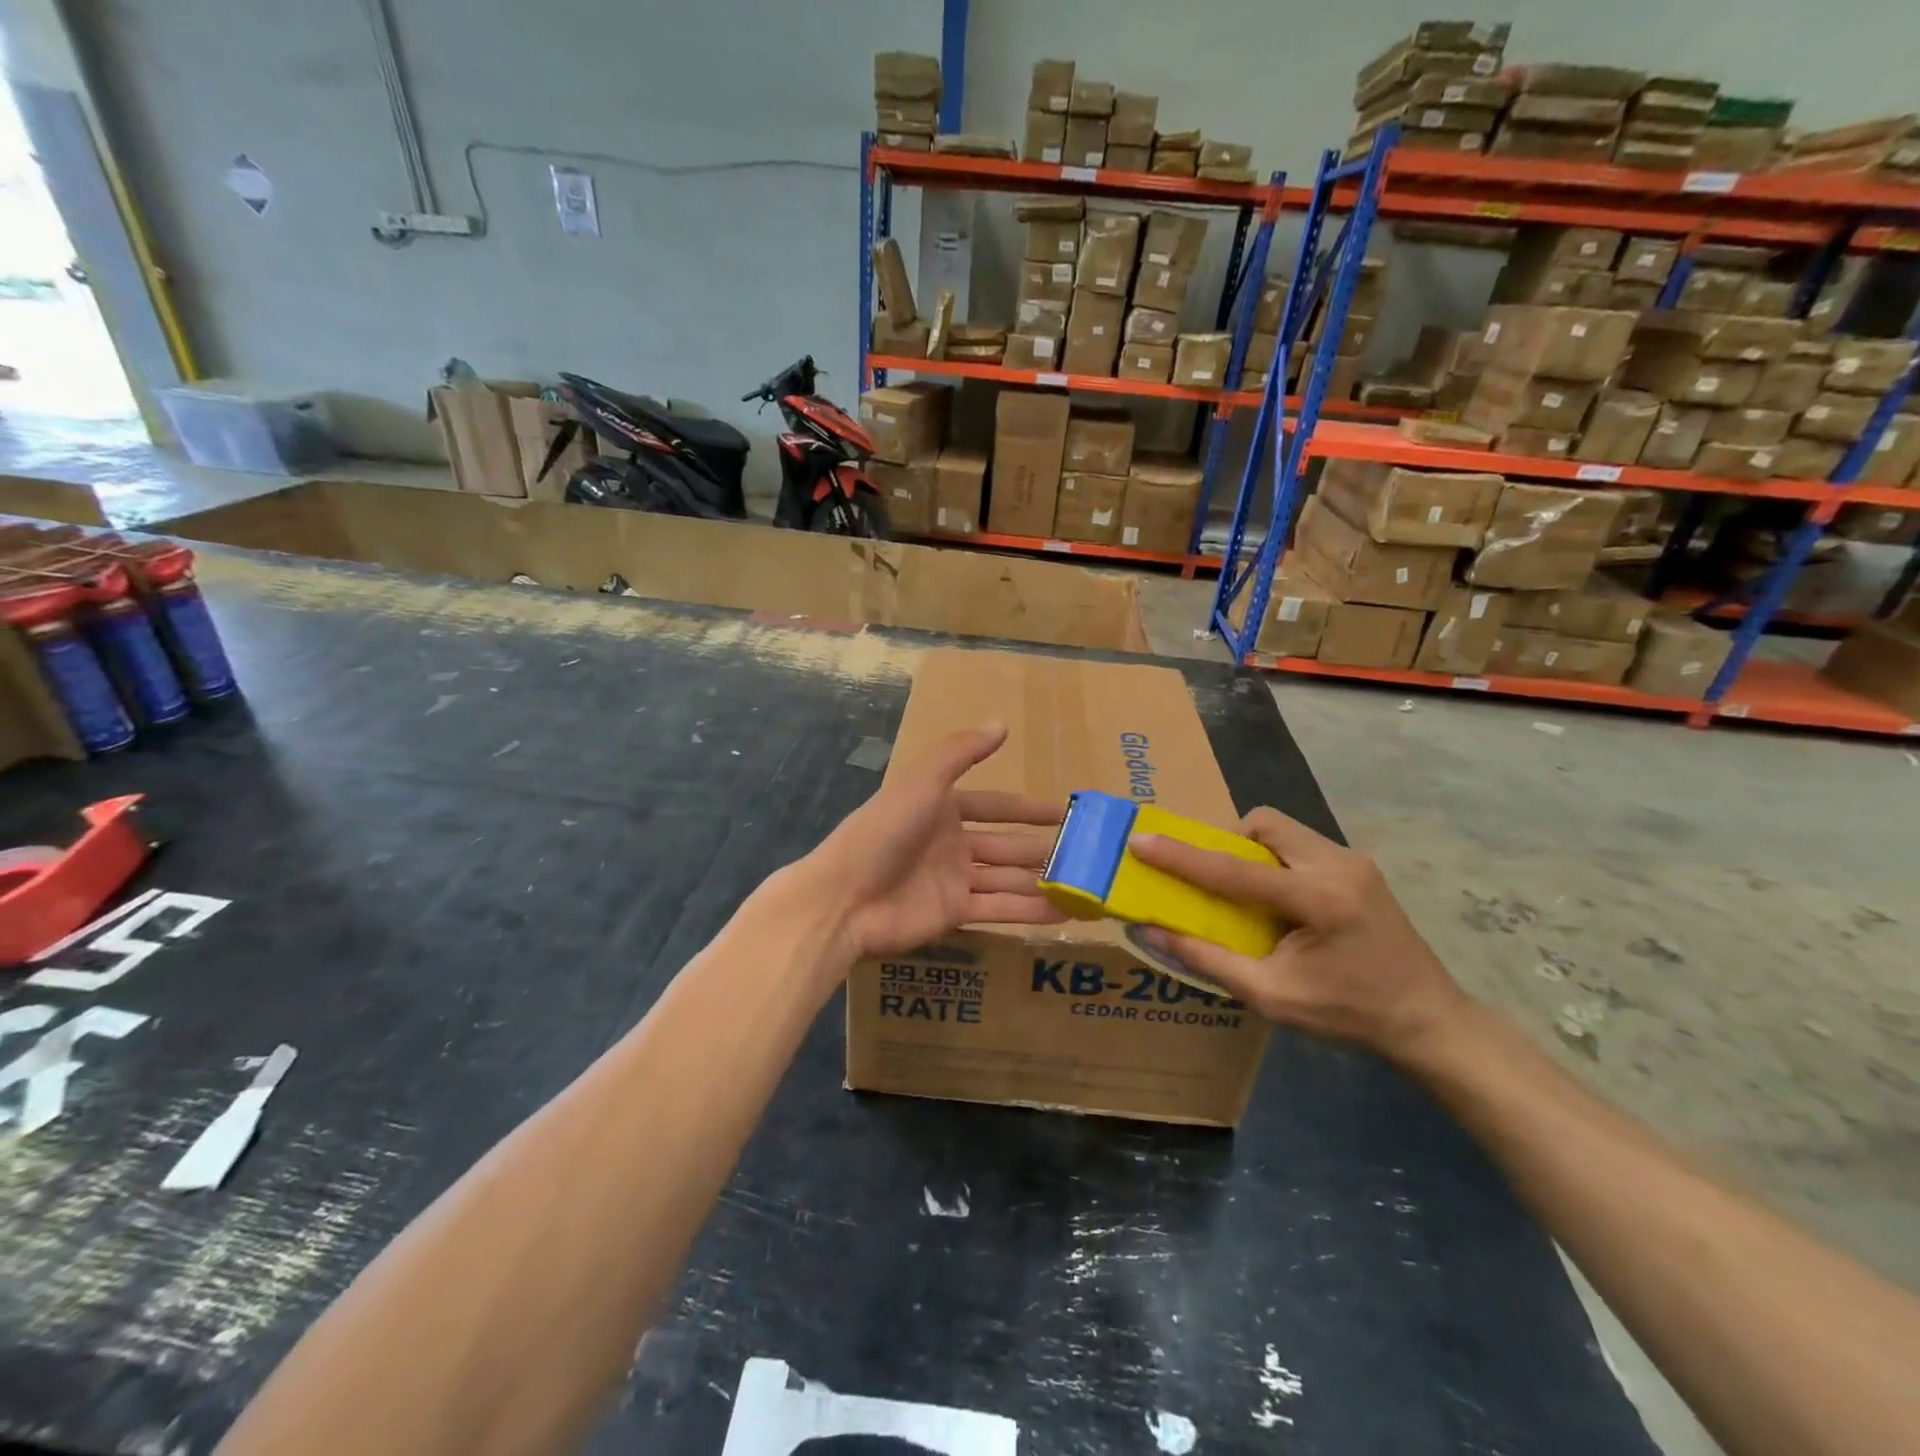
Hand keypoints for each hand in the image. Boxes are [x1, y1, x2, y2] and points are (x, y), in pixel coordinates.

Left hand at [802, 723, 1067, 961]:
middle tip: (1088, 853)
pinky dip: (1030, 912)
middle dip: (1044, 848)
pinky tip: (1065, 913)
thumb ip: (960, 753)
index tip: (1066, 812)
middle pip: (1007, 845)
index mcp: (943, 809)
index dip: (1029, 809)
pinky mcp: (954, 914)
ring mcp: (953, 880)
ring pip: (1008, 879)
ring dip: (1044, 881)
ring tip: (1085, 885)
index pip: (996, 806)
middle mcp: (951, 843)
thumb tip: (1001, 724)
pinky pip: (999, 909)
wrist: (844, 898)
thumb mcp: (921, 783)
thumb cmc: (883, 832)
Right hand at [1128, 808, 1468, 1060]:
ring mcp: (1353, 860)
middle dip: (1225, 841)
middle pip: (1263, 823)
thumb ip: (1208, 959)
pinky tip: (1275, 897)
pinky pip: (1299, 843)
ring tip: (1241, 890)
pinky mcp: (1358, 866)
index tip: (1141, 841)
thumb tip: (1152, 931)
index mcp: (1319, 899)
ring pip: (1282, 828)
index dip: (1181, 856)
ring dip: (1250, 848)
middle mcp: (1338, 864)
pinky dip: (1273, 858)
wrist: (1429, 1020)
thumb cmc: (1350, 1014)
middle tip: (1210, 877)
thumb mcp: (1272, 996)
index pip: (1234, 869)